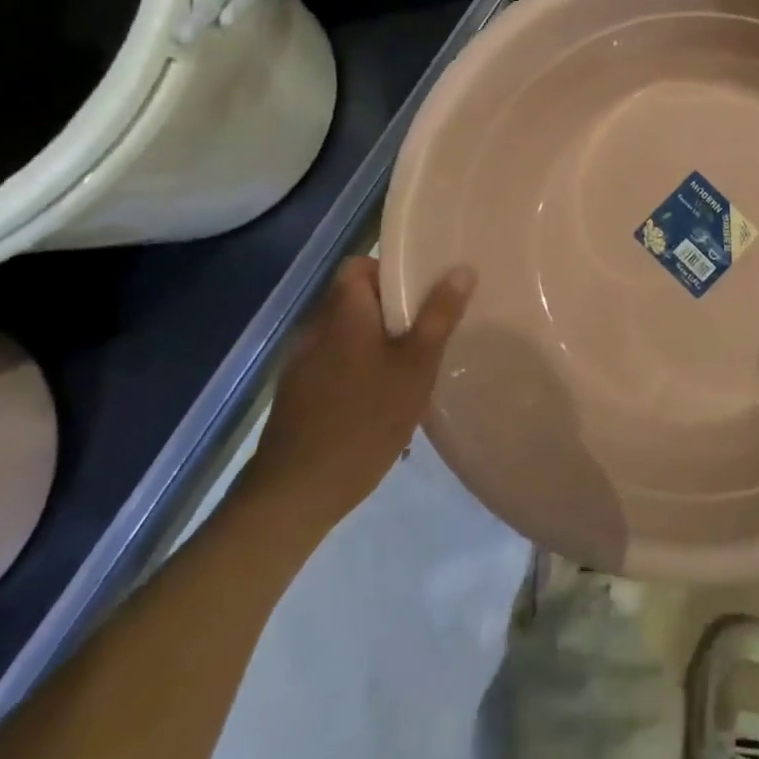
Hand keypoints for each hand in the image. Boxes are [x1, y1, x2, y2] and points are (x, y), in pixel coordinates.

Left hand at [244, 256, 475, 535]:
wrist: (296, 492)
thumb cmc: (365, 419)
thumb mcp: (415, 365)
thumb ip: (439, 316)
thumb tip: (462, 269)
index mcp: (343, 312)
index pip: (358, 266)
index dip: (389, 271)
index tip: (420, 294)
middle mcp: (316, 329)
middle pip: (354, 300)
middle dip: (391, 312)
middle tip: (427, 333)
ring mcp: (302, 364)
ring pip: (346, 335)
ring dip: (375, 343)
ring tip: (409, 370)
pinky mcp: (297, 396)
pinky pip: (334, 364)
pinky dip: (358, 370)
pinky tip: (380, 402)